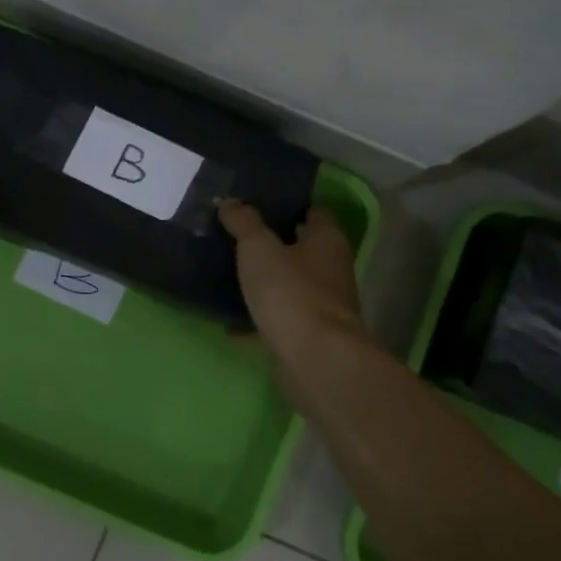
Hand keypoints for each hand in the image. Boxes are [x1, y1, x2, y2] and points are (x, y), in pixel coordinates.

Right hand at [218, 199, 367, 354]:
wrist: (314, 359)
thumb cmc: (291, 293)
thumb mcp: (259, 249)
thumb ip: (244, 223)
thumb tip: (230, 202)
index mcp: (327, 241)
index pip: (314, 211)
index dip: (290, 205)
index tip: (259, 202)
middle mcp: (331, 270)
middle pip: (302, 250)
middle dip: (273, 244)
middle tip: (236, 236)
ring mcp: (322, 306)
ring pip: (290, 286)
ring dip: (265, 282)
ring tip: (229, 274)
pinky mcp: (308, 336)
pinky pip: (278, 320)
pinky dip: (257, 320)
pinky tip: (230, 322)